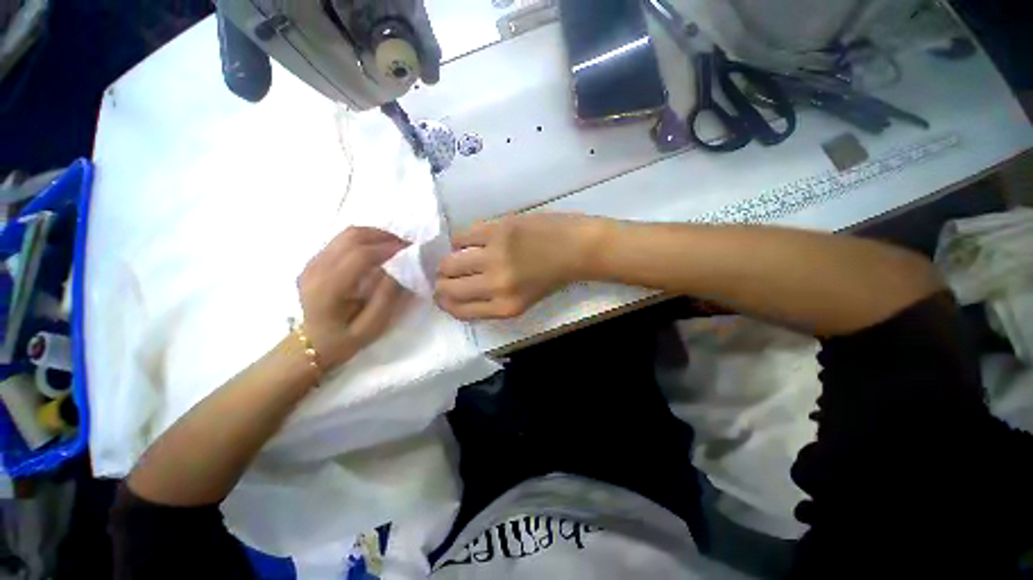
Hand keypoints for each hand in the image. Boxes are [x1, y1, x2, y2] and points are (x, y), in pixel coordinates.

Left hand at [298, 227, 408, 367]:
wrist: (310, 345)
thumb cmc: (344, 340)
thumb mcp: (372, 326)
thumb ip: (387, 297)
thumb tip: (401, 269)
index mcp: (328, 288)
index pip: (360, 255)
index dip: (388, 248)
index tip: (411, 250)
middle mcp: (316, 269)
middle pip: (352, 236)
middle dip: (384, 236)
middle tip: (406, 246)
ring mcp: (312, 262)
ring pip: (347, 234)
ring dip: (375, 235)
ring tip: (395, 246)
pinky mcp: (315, 261)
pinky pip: (342, 240)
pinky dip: (365, 240)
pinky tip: (378, 251)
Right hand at [435, 214, 601, 319]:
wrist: (577, 249)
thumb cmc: (551, 278)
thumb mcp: (522, 302)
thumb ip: (489, 302)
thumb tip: (456, 293)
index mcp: (505, 307)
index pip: (457, 310)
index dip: (444, 302)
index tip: (442, 294)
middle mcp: (496, 285)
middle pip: (447, 287)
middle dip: (441, 282)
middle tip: (446, 275)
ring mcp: (495, 255)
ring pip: (449, 261)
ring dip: (448, 261)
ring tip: (457, 258)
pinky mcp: (497, 229)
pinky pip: (461, 236)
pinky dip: (459, 240)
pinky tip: (469, 242)